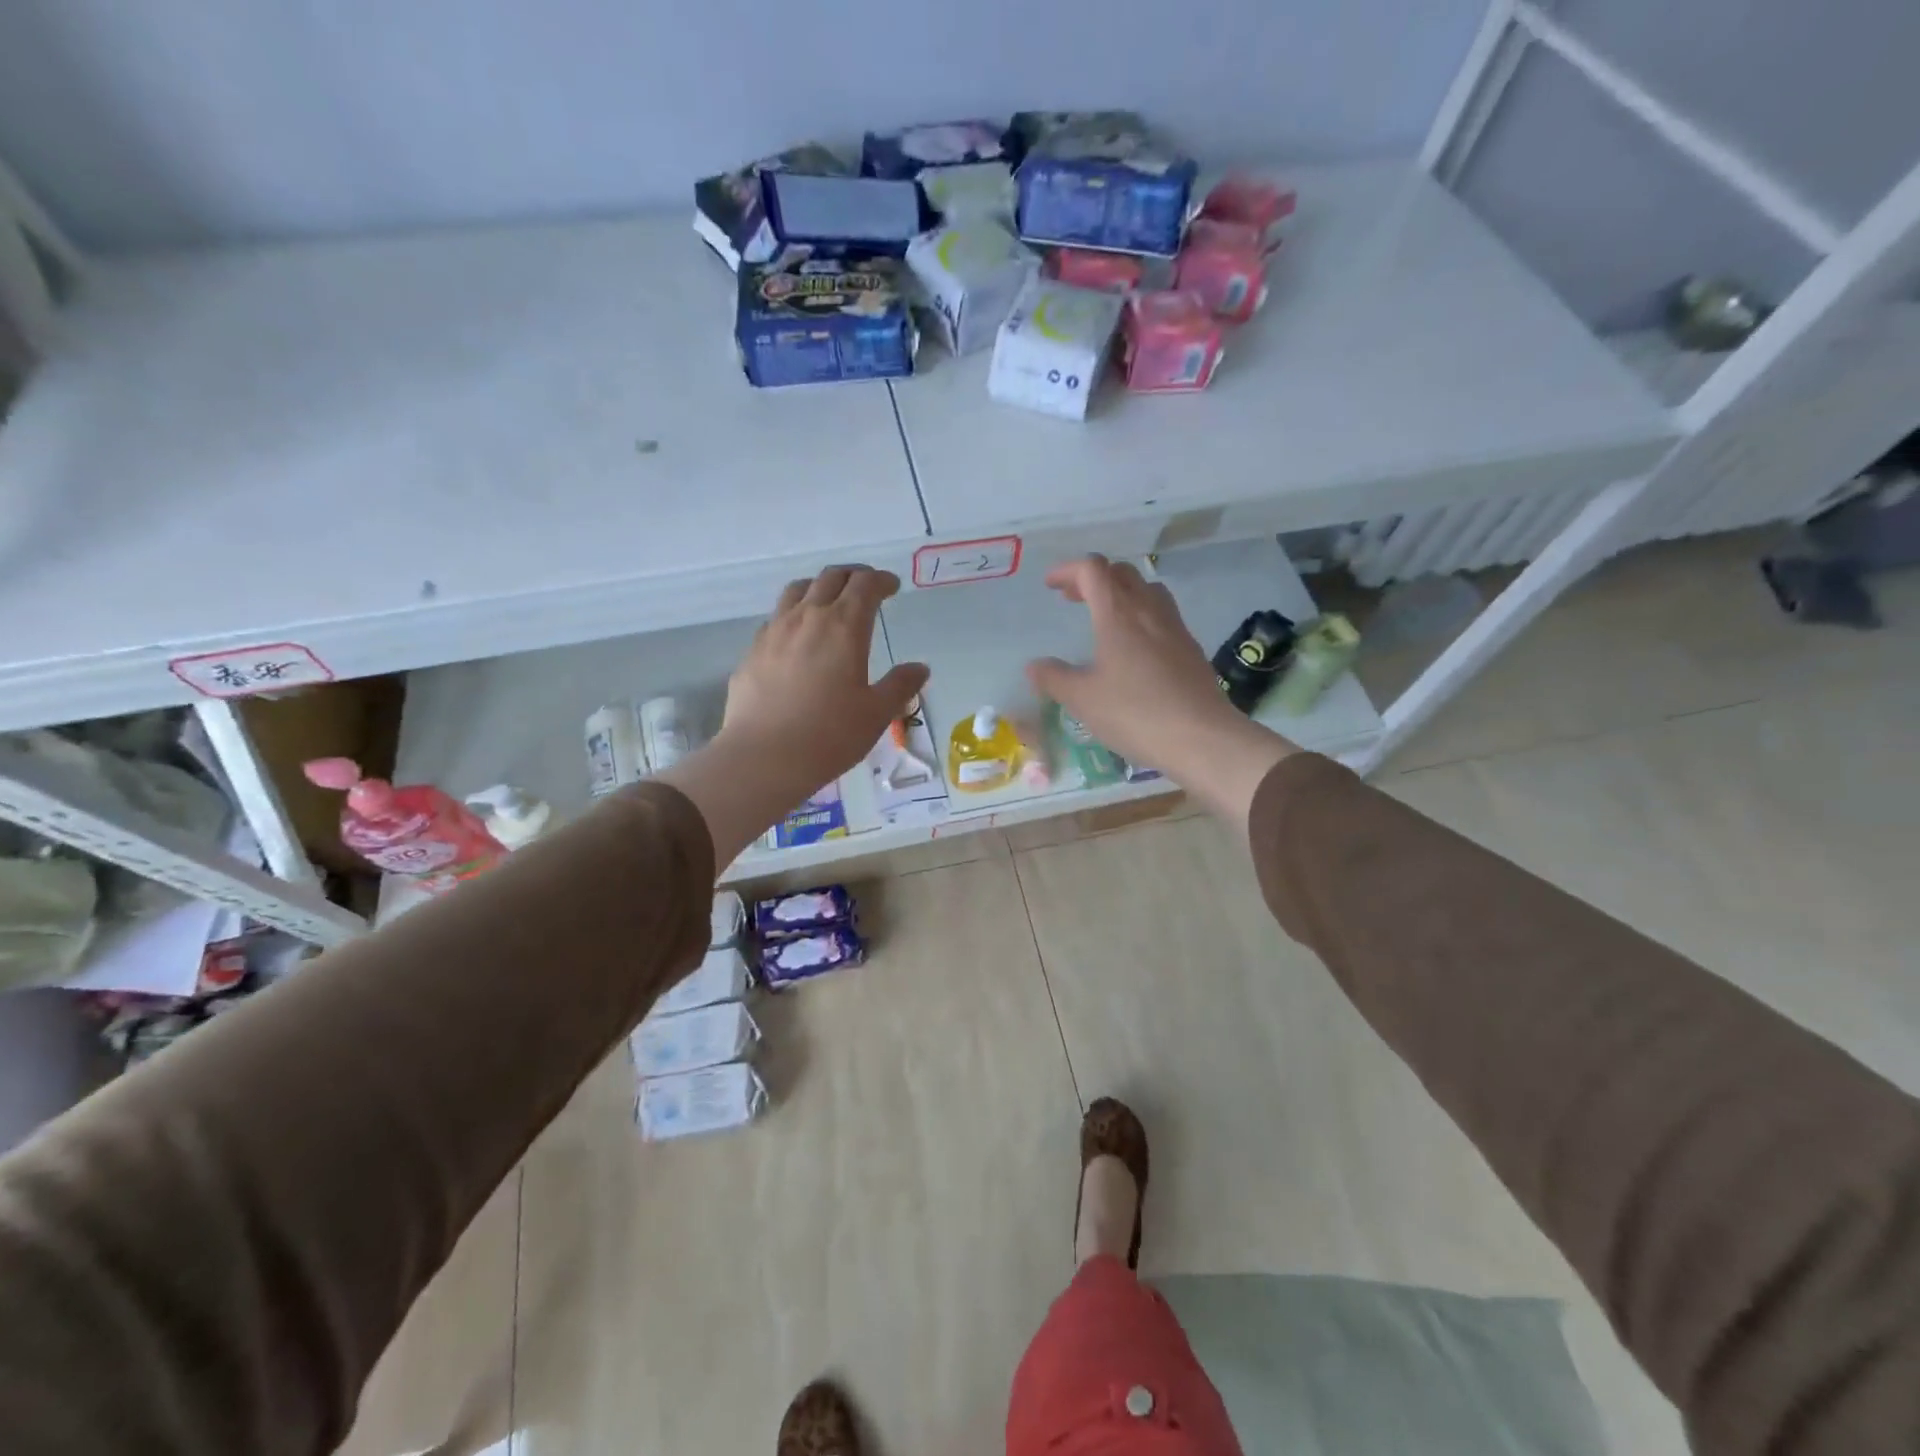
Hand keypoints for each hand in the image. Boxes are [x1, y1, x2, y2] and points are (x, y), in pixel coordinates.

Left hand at [657, 567, 927, 868]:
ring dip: (819, 587)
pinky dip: (794, 614)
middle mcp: (808, 617)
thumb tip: (920, 668)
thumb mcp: (877, 714)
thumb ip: (900, 685)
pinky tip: (797, 637)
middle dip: (853, 575)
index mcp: (845, 626)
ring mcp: (774, 631)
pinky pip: (776, 617)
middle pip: (831, 577)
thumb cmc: (830, 735)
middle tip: (866, 586)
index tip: (892, 586)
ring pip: (798, 590)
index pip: (865, 585)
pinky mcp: (753, 650)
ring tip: (829, 601)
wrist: (763, 757)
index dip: (881, 580)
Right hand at [1025, 556, 1295, 824]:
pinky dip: (1141, 615)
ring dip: (1122, 593)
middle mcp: (1149, 611)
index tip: (1050, 585)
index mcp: (1118, 614)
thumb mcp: (1083, 699)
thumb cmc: (1135, 713)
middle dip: (1094, 579)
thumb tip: (1034, 666)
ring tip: (1105, 617)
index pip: (1093, 570)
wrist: (1202, 738)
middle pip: (1122, 573)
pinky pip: (1163, 615)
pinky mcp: (1191, 649)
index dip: (1068, 570)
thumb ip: (1054, 678)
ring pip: (1147, 590)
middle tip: (1073, 599)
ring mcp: (1175, 628)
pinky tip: (1134, 648)